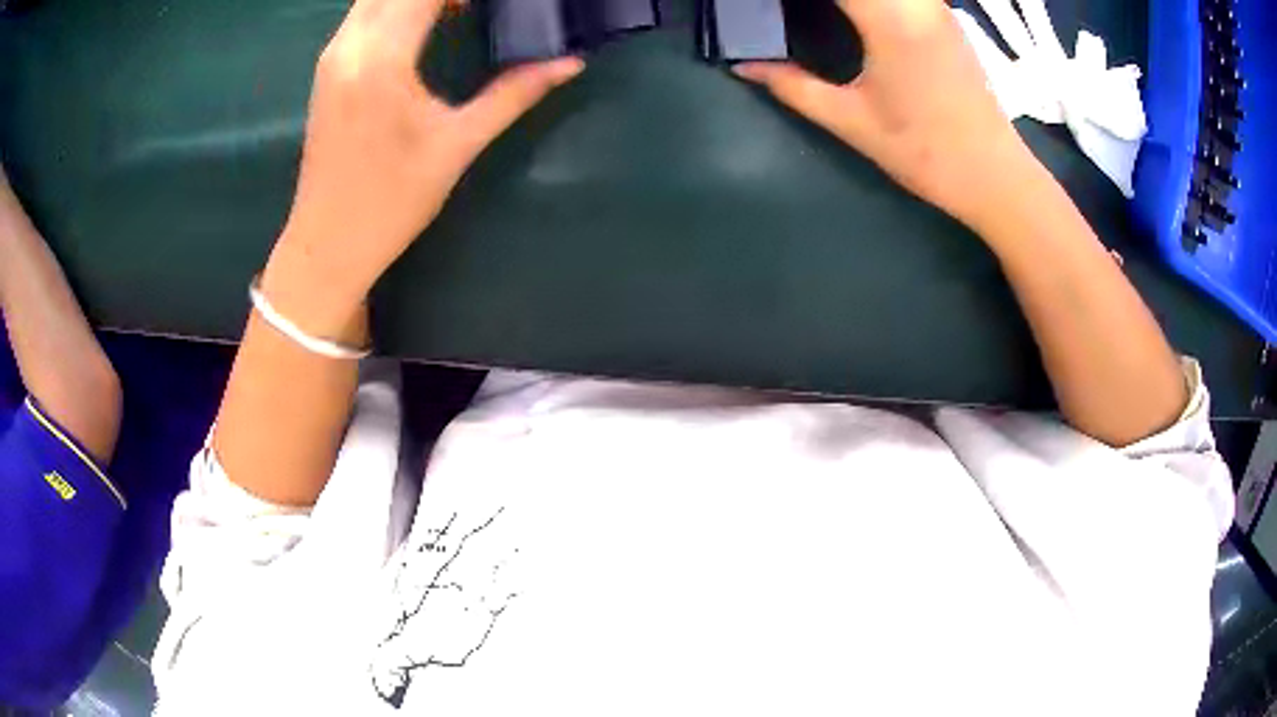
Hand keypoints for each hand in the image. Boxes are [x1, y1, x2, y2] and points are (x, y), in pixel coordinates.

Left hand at [267, 0, 583, 321]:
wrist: (326, 245)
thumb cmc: (390, 202)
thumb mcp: (457, 145)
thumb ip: (514, 94)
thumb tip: (570, 63)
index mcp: (381, 59)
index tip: (505, 2)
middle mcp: (348, 45)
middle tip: (483, 7)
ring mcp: (333, 54)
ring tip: (463, 8)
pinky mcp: (328, 67)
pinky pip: (365, 11)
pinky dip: (399, 4)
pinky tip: (432, 17)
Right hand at [735, 0, 1043, 233]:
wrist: (995, 175)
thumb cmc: (925, 153)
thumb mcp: (851, 121)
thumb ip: (792, 86)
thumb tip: (744, 66)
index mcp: (890, 19)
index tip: (765, 3)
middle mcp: (916, 0)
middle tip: (788, 8)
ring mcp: (934, 4)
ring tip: (819, 10)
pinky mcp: (943, 14)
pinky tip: (853, 12)